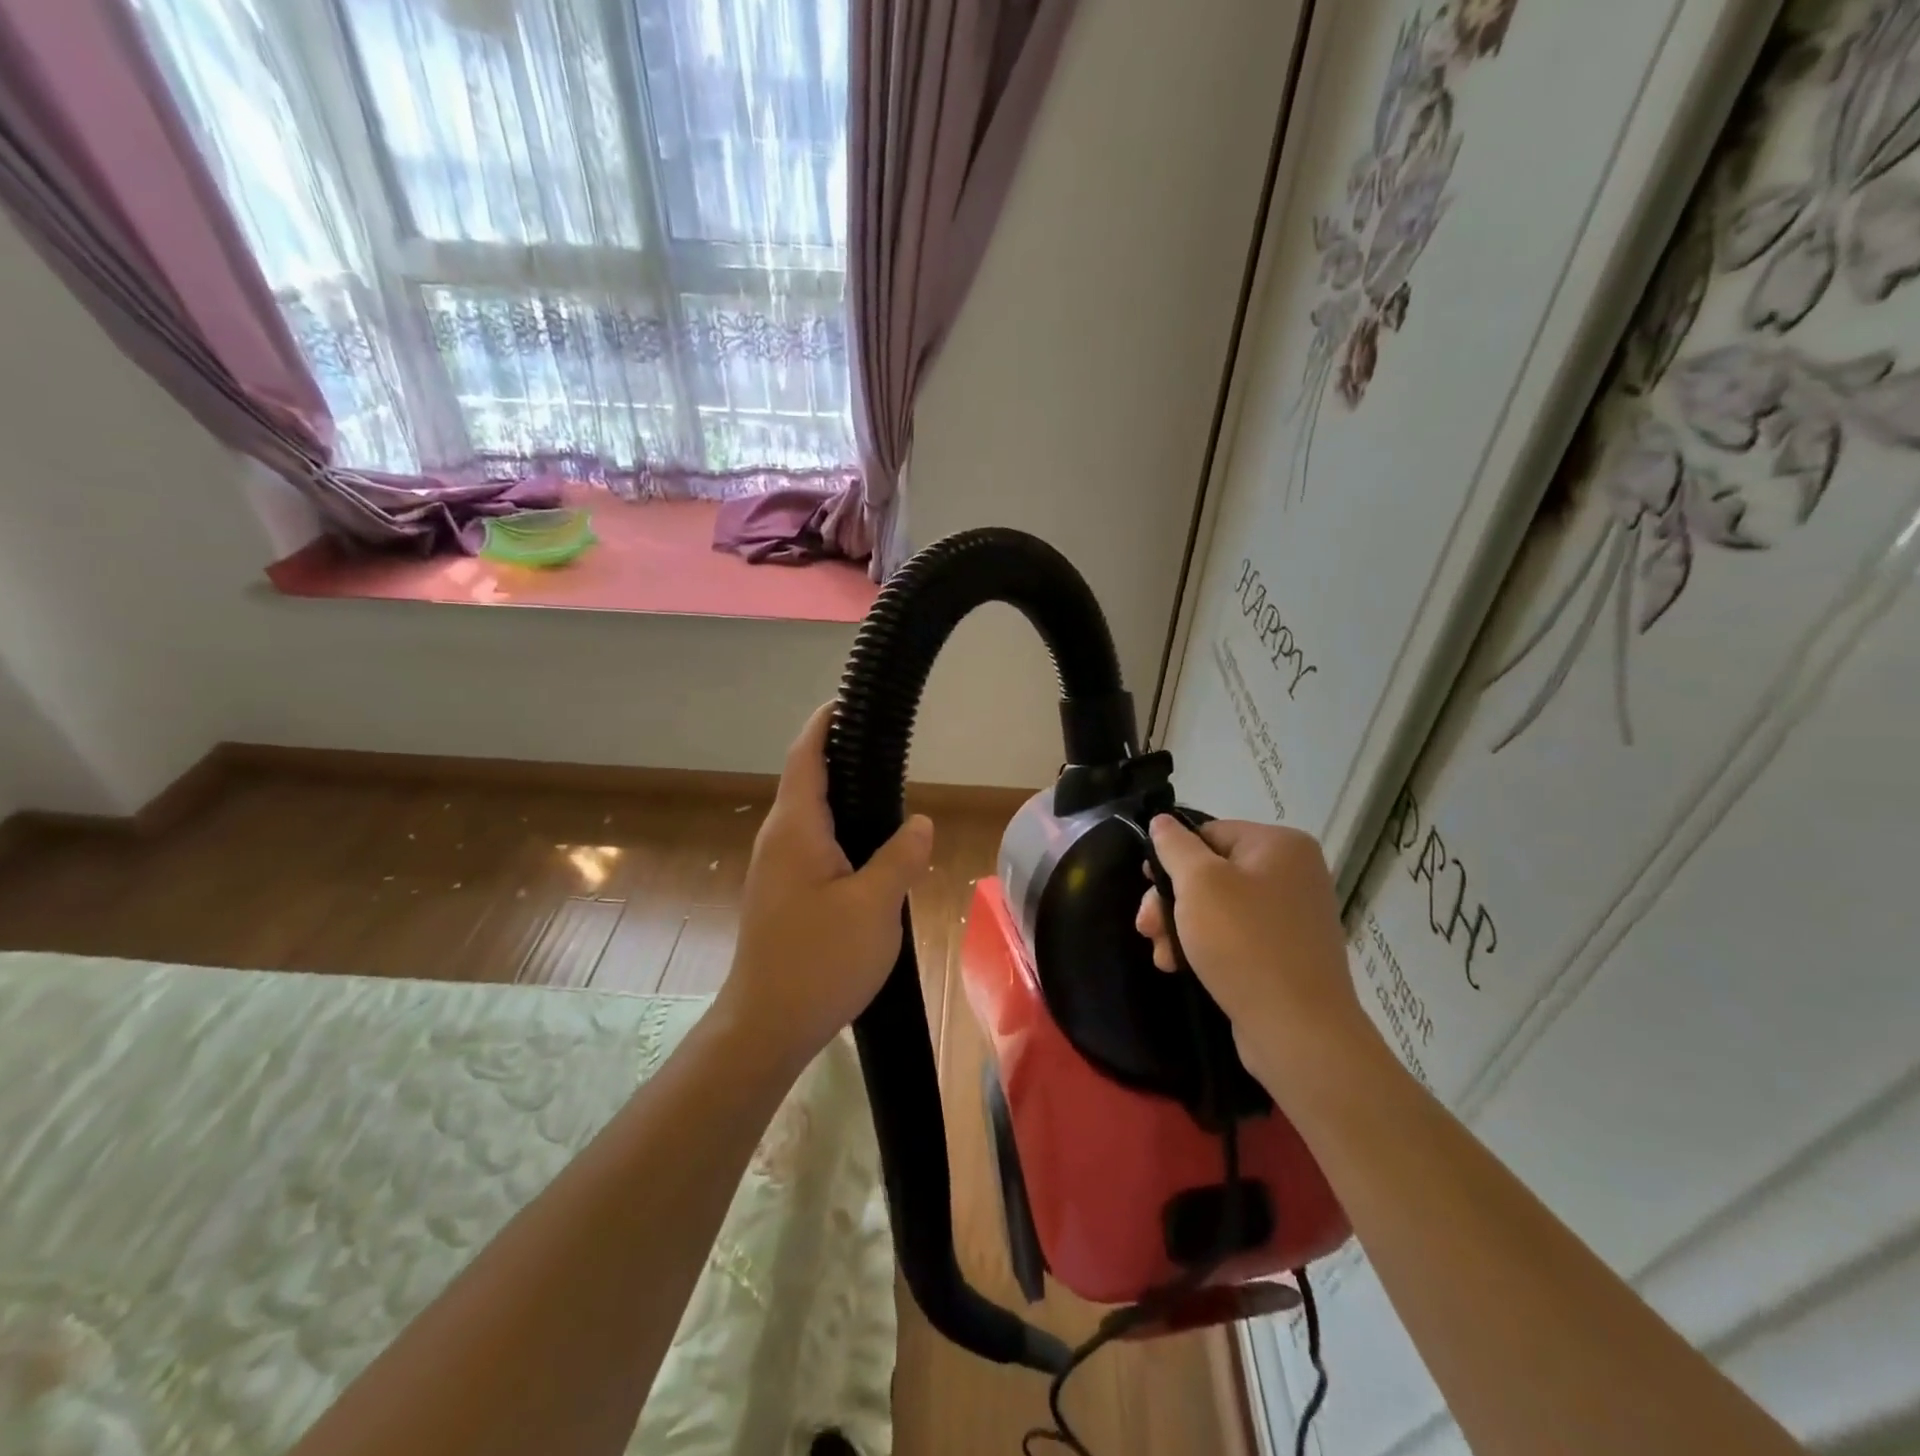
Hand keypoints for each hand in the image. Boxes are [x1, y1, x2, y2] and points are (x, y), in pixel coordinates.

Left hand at [717, 704, 933, 1070]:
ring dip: (843, 796)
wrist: (767, 1025)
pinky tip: (871, 848)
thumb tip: (919, 822)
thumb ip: (900, 857)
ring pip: (812, 816)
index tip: (849, 701)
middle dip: (841, 757)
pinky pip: (813, 844)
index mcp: (795, 830)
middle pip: (807, 781)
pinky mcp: (782, 893)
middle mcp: (779, 840)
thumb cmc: (819, 961)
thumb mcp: (875, 906)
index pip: (806, 757)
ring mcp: (776, 868)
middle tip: (889, 747)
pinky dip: (841, 829)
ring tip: (888, 791)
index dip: (825, 724)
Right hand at [1136, 816, 1373, 1095]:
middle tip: (1146, 927)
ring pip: (1217, 907)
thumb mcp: (1198, 883)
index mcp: (1280, 845)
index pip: (1209, 832)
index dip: (1172, 857)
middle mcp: (1293, 873)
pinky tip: (1178, 966)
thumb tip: (1162, 821)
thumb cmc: (1244, 943)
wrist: (1298, 1031)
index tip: (1146, 885)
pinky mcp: (1285, 953)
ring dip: (1180, 927)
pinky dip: (1204, 947)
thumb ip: (1174, 846)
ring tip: (1161, 954)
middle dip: (1171, 899)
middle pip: (1211, 872)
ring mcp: (1291, 916)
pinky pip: (1235, 936)